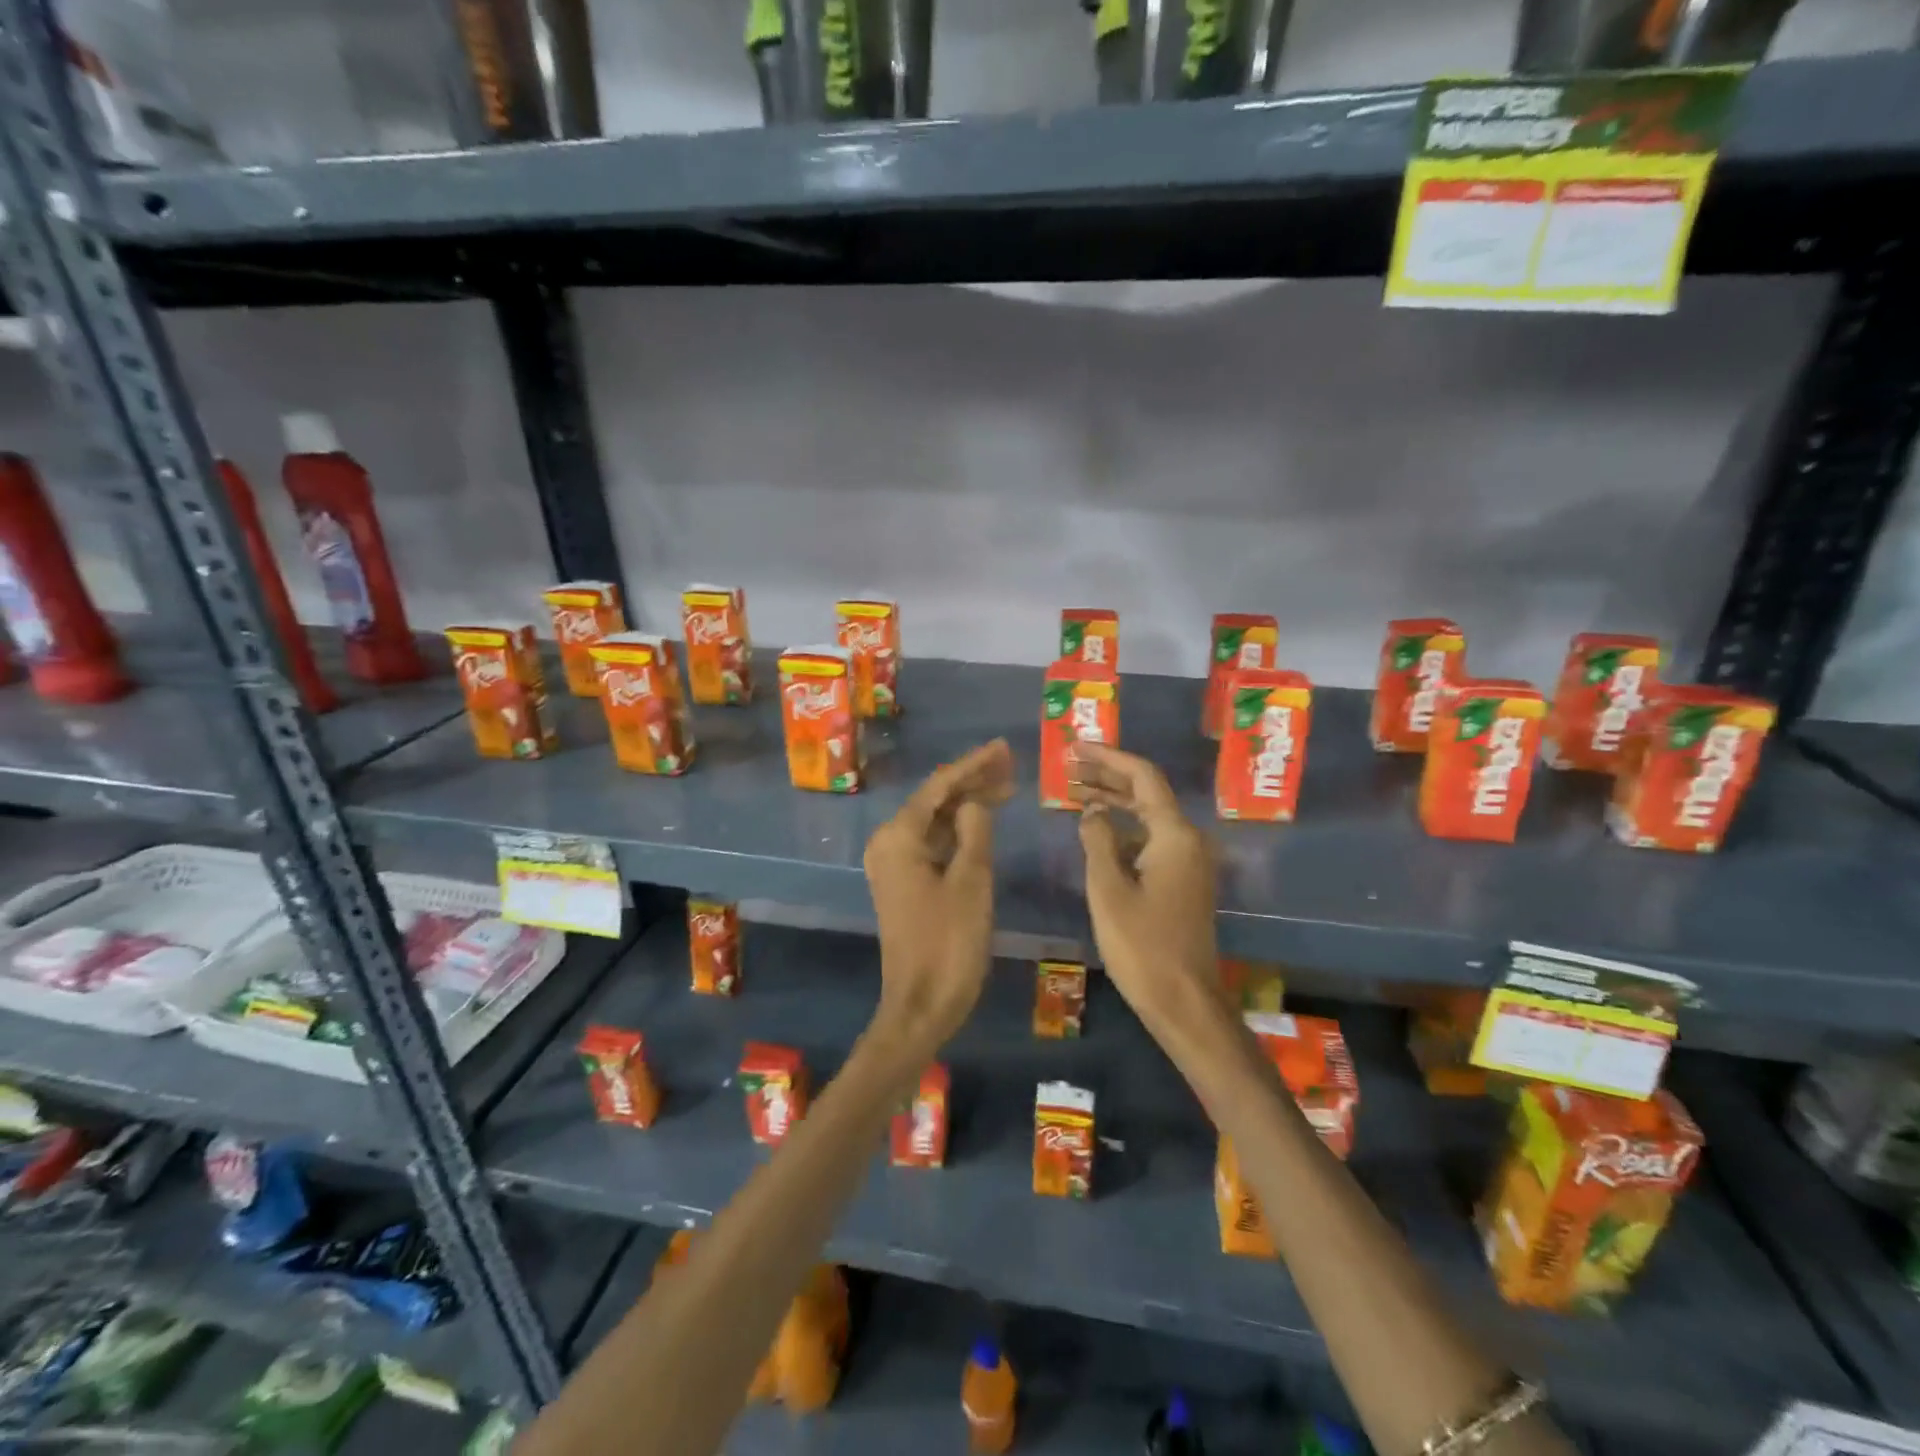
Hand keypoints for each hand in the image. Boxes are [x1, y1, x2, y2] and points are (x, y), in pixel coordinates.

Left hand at [864, 739, 1013, 1050]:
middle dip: (972, 781)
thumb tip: (975, 802)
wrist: (921, 1006)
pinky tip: (984, 822)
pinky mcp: (905, 883)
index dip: (974, 765)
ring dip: (967, 804)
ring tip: (1006, 786)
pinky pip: (933, 843)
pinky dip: (959, 831)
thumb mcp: (971, 882)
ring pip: (935, 821)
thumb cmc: (948, 944)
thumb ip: (975, 831)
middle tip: (1012, 764)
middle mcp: (889, 843)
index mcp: (899, 837)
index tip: (1004, 748)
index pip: (940, 786)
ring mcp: (894, 864)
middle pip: (935, 800)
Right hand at [1071, 743, 1219, 1024]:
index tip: (1075, 748)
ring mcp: (1188, 861)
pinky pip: (1151, 839)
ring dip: (1114, 802)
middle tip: (1067, 769)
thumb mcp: (1109, 889)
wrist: (1183, 1000)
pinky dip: (1123, 829)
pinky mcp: (1183, 881)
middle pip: (1146, 793)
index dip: (1108, 757)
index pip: (1143, 777)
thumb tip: (1092, 811)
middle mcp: (1188, 840)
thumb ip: (1097, 841)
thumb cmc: (1142, 945)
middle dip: (1107, 776)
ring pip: (1148, 816)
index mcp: (1174, 835)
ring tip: (1074, 793)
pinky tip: (1096, 833)